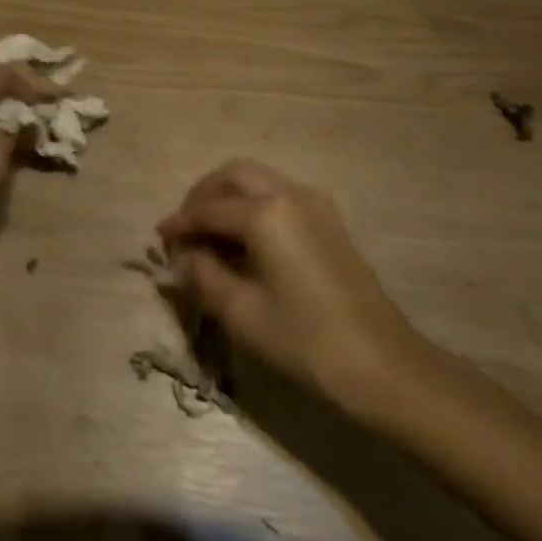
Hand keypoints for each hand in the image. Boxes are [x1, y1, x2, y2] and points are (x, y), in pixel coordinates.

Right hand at [156, 159, 430, 413]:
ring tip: (210, 233)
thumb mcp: (241, 312)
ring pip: (259, 180)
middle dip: (204, 195)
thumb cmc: (305, 341)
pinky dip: (253, 205)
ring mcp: (315, 205)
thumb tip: (183, 258)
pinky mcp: (330, 222)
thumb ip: (203, 276)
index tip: (159, 239)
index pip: (208, 209)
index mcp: (265, 213)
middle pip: (234, 174)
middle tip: (185, 226)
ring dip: (229, 197)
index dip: (180, 223)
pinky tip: (244, 240)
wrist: (383, 366)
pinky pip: (280, 195)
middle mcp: (290, 194)